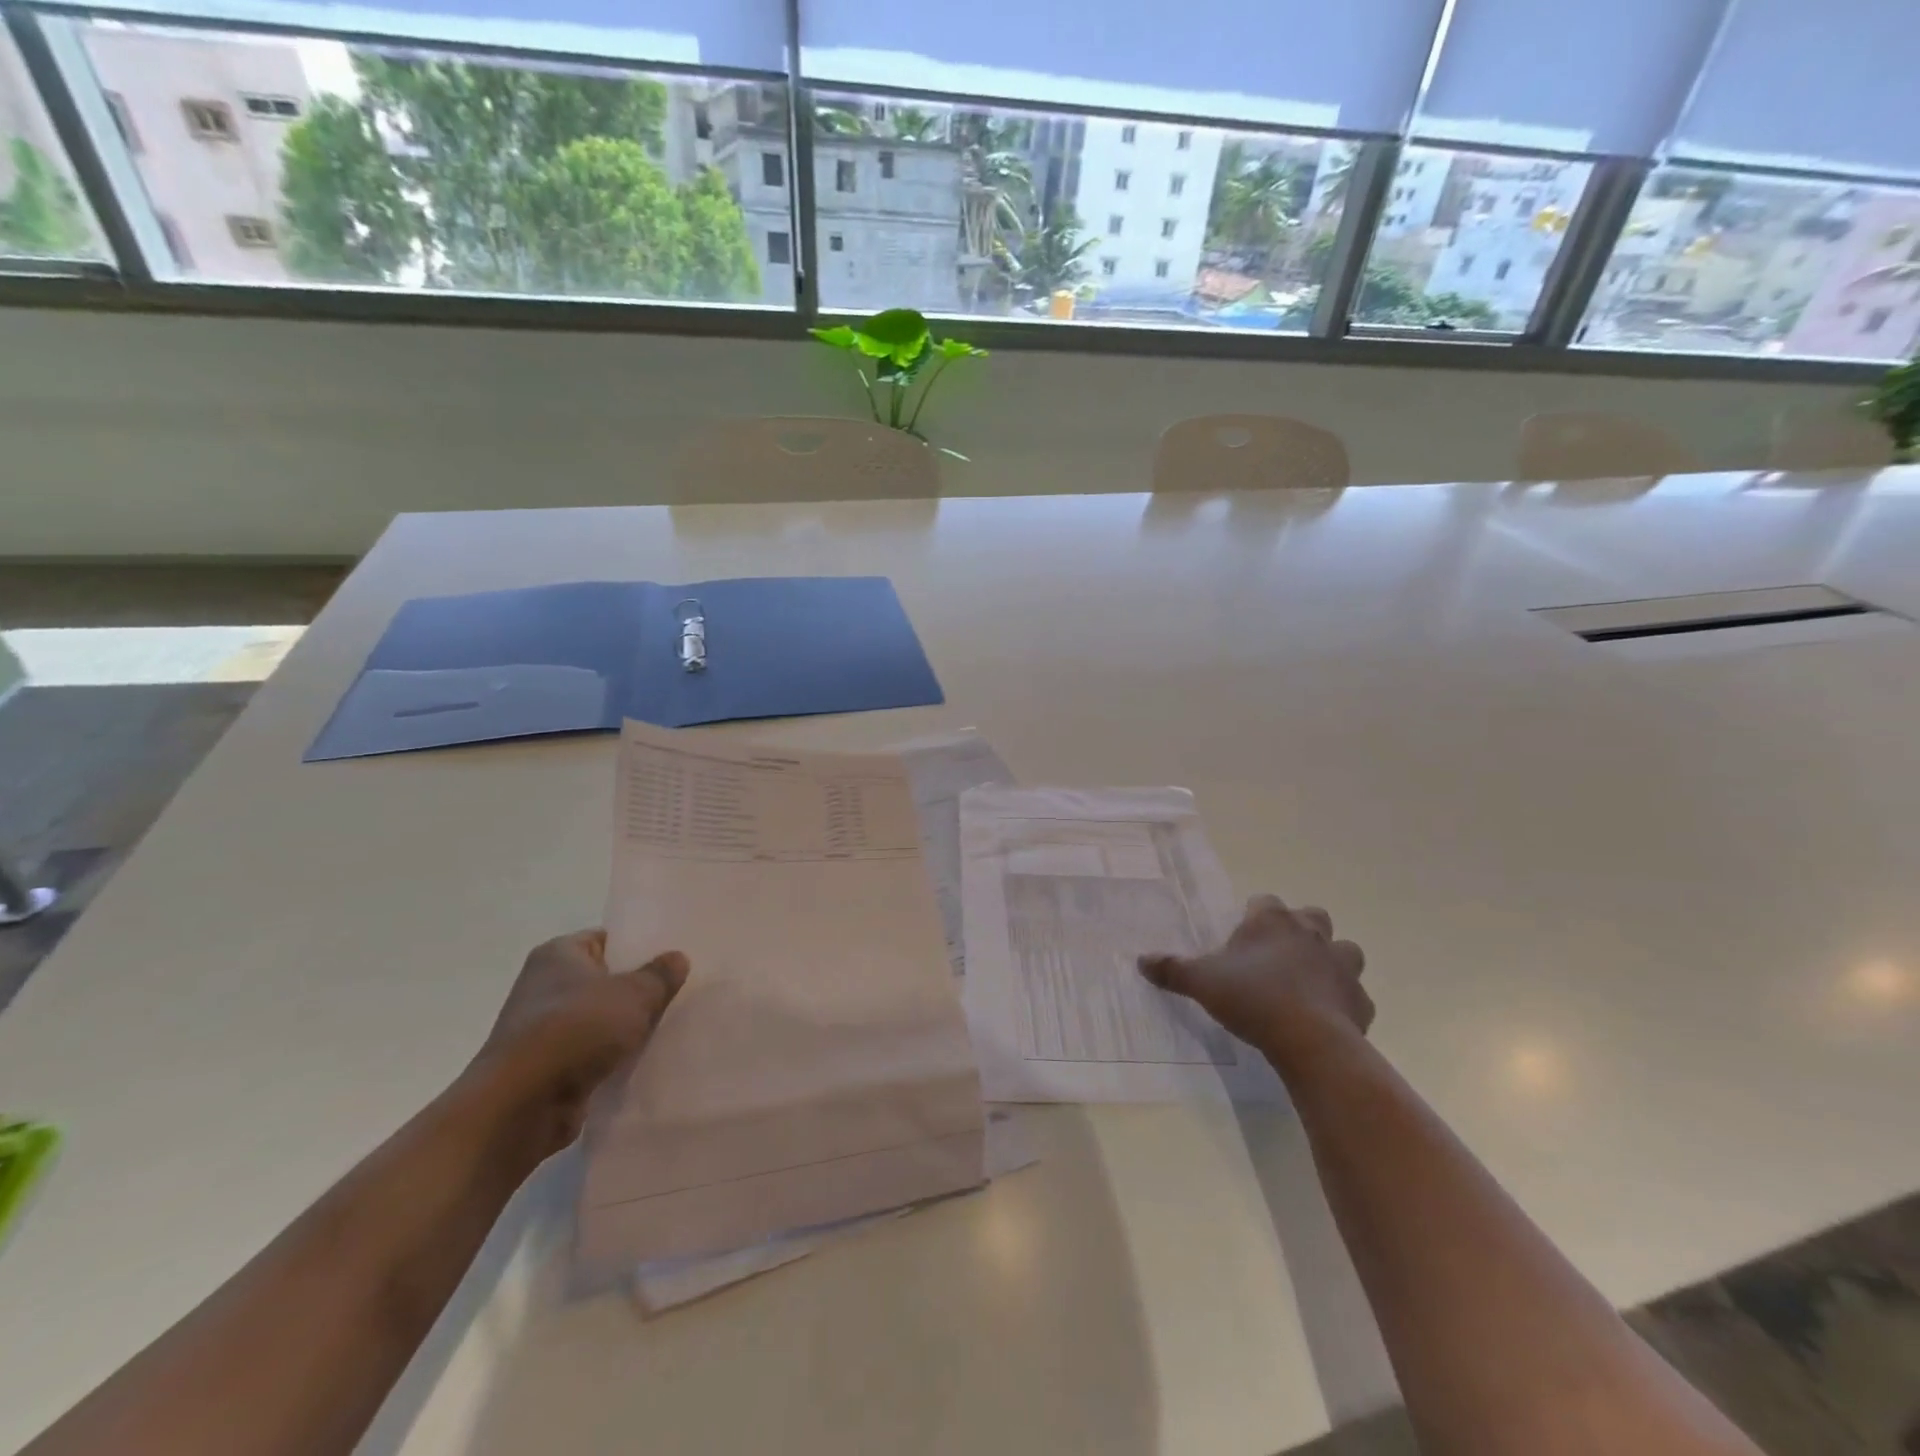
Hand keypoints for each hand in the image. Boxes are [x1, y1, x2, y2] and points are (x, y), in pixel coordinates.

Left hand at [467, 930, 688, 1158]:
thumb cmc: (576, 1030)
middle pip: (606, 979)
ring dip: (630, 1025)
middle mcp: (547, 986)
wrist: (521, 1105)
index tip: (675, 955)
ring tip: (674, 1023)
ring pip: (602, 1018)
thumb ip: (660, 975)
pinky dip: (616, 1055)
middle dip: (640, 987)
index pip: (608, 939)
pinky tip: (649, 1057)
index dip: (641, 945)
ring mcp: (545, 1028)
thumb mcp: (633, 994)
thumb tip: (678, 958)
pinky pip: (594, 1051)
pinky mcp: (551, 1066)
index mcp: (559, 954)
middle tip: (683, 988)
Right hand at [1139, 896, 1370, 1071]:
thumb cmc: (1251, 997)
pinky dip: (1343, 1002)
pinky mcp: (1360, 1000)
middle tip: (1277, 954)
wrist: (1308, 1039)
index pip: (1264, 901)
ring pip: (1344, 950)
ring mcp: (1341, 965)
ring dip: (1330, 960)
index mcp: (1272, 921)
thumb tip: (1140, 960)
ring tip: (1309, 982)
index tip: (1242, 935)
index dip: (1254, 915)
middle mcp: (1311, 933)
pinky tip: (1326, 1017)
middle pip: (1311, 916)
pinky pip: (1354, 995)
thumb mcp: (1201, 982)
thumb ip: (1171, 969)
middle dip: (1299, 929)